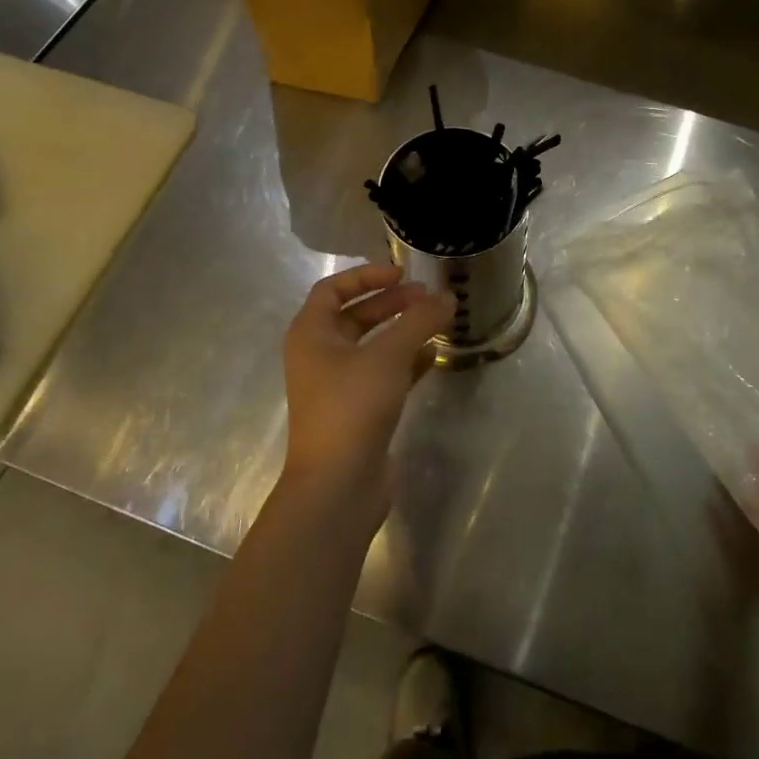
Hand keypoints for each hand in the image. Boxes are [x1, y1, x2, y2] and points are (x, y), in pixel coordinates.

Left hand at [280, 261, 455, 529]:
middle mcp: (319, 356)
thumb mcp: (388, 356)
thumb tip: (448, 297)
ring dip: (402, 331)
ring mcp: (338, 386)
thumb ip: (419, 321)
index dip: (366, 276)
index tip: (402, 273)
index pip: (333, 289)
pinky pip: (383, 374)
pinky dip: (406, 362)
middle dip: (391, 303)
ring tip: (437, 322)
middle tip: (427, 297)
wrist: (338, 485)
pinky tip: (434, 356)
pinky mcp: (358, 412)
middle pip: (355, 316)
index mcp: (311, 334)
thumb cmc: (352, 407)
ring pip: (372, 346)